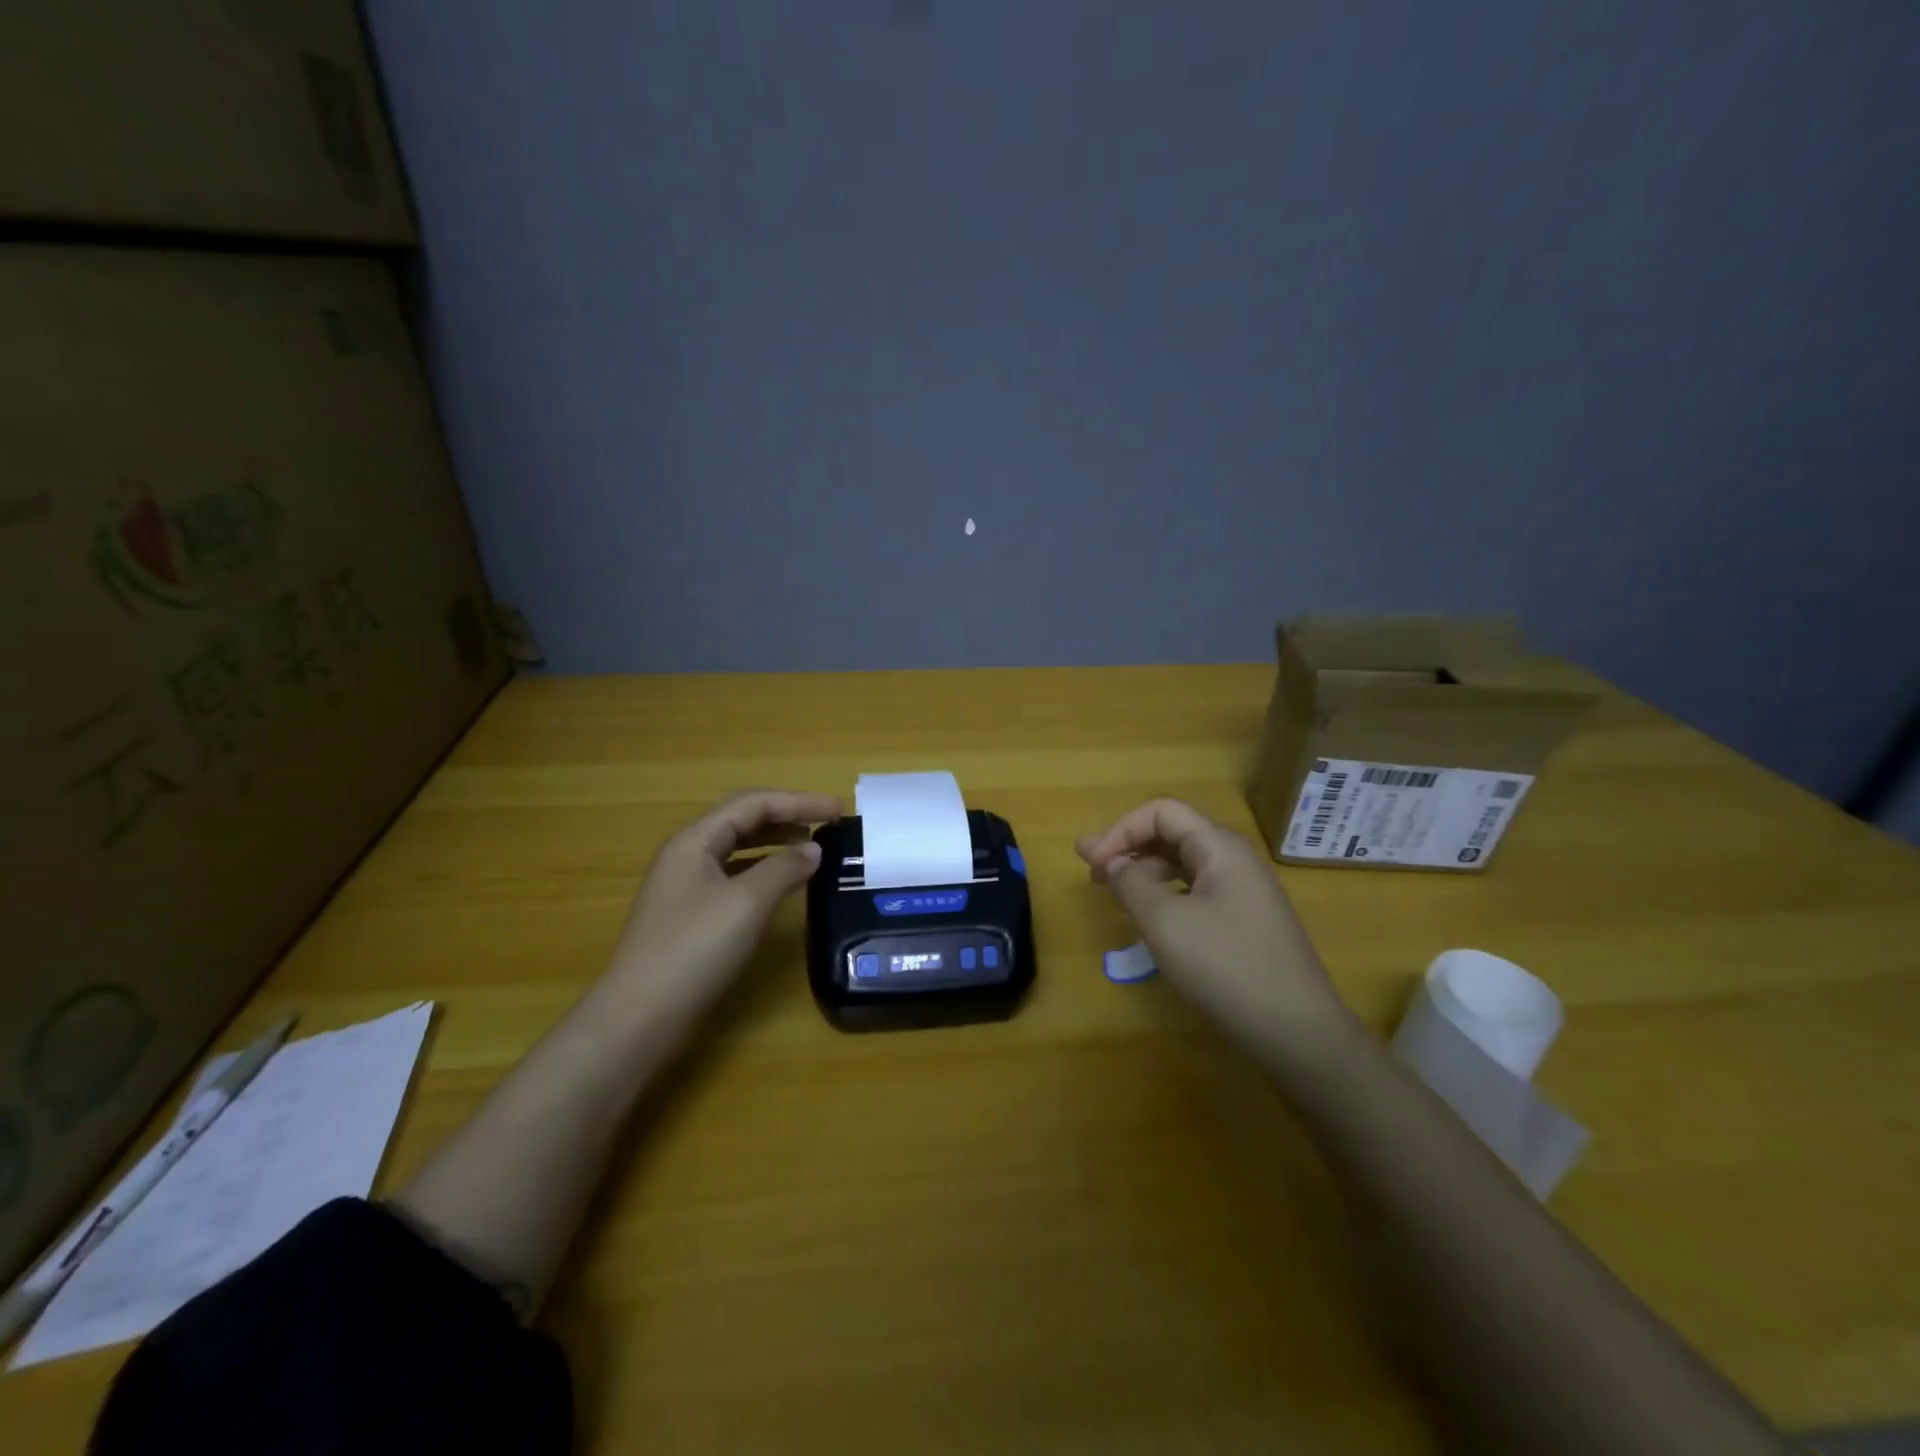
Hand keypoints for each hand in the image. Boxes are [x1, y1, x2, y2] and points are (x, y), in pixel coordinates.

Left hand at [607, 789, 841, 1017]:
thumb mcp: (746, 903)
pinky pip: (734, 875)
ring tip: (812, 848)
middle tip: (829, 824)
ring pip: (739, 848)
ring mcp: (686, 885)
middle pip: (744, 819)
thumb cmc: (694, 950)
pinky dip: (764, 870)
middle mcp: (688, 854)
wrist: (640, 1016)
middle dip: (788, 816)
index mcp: (695, 840)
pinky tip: (783, 883)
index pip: (754, 803)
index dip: (799, 801)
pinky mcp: (690, 913)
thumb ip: (784, 868)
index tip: (838, 809)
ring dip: (777, 842)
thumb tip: (813, 849)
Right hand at [1077, 798, 1352, 1051]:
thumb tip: (1114, 863)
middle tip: (1090, 871)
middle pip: (1173, 833)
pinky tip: (1150, 917)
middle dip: (1128, 846)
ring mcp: (1244, 892)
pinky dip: (1165, 894)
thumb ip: (1131, 883)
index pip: (1161, 812)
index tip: (1090, 864)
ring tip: (1114, 893)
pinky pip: (1196, 891)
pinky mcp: (1245, 922)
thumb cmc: (1225, 965)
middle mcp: (1235, 859)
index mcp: (1219, 846)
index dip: (1120, 830)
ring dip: (1144, 870)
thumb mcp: (1165, 922)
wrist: (1297, 1031)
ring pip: (1183, 864)